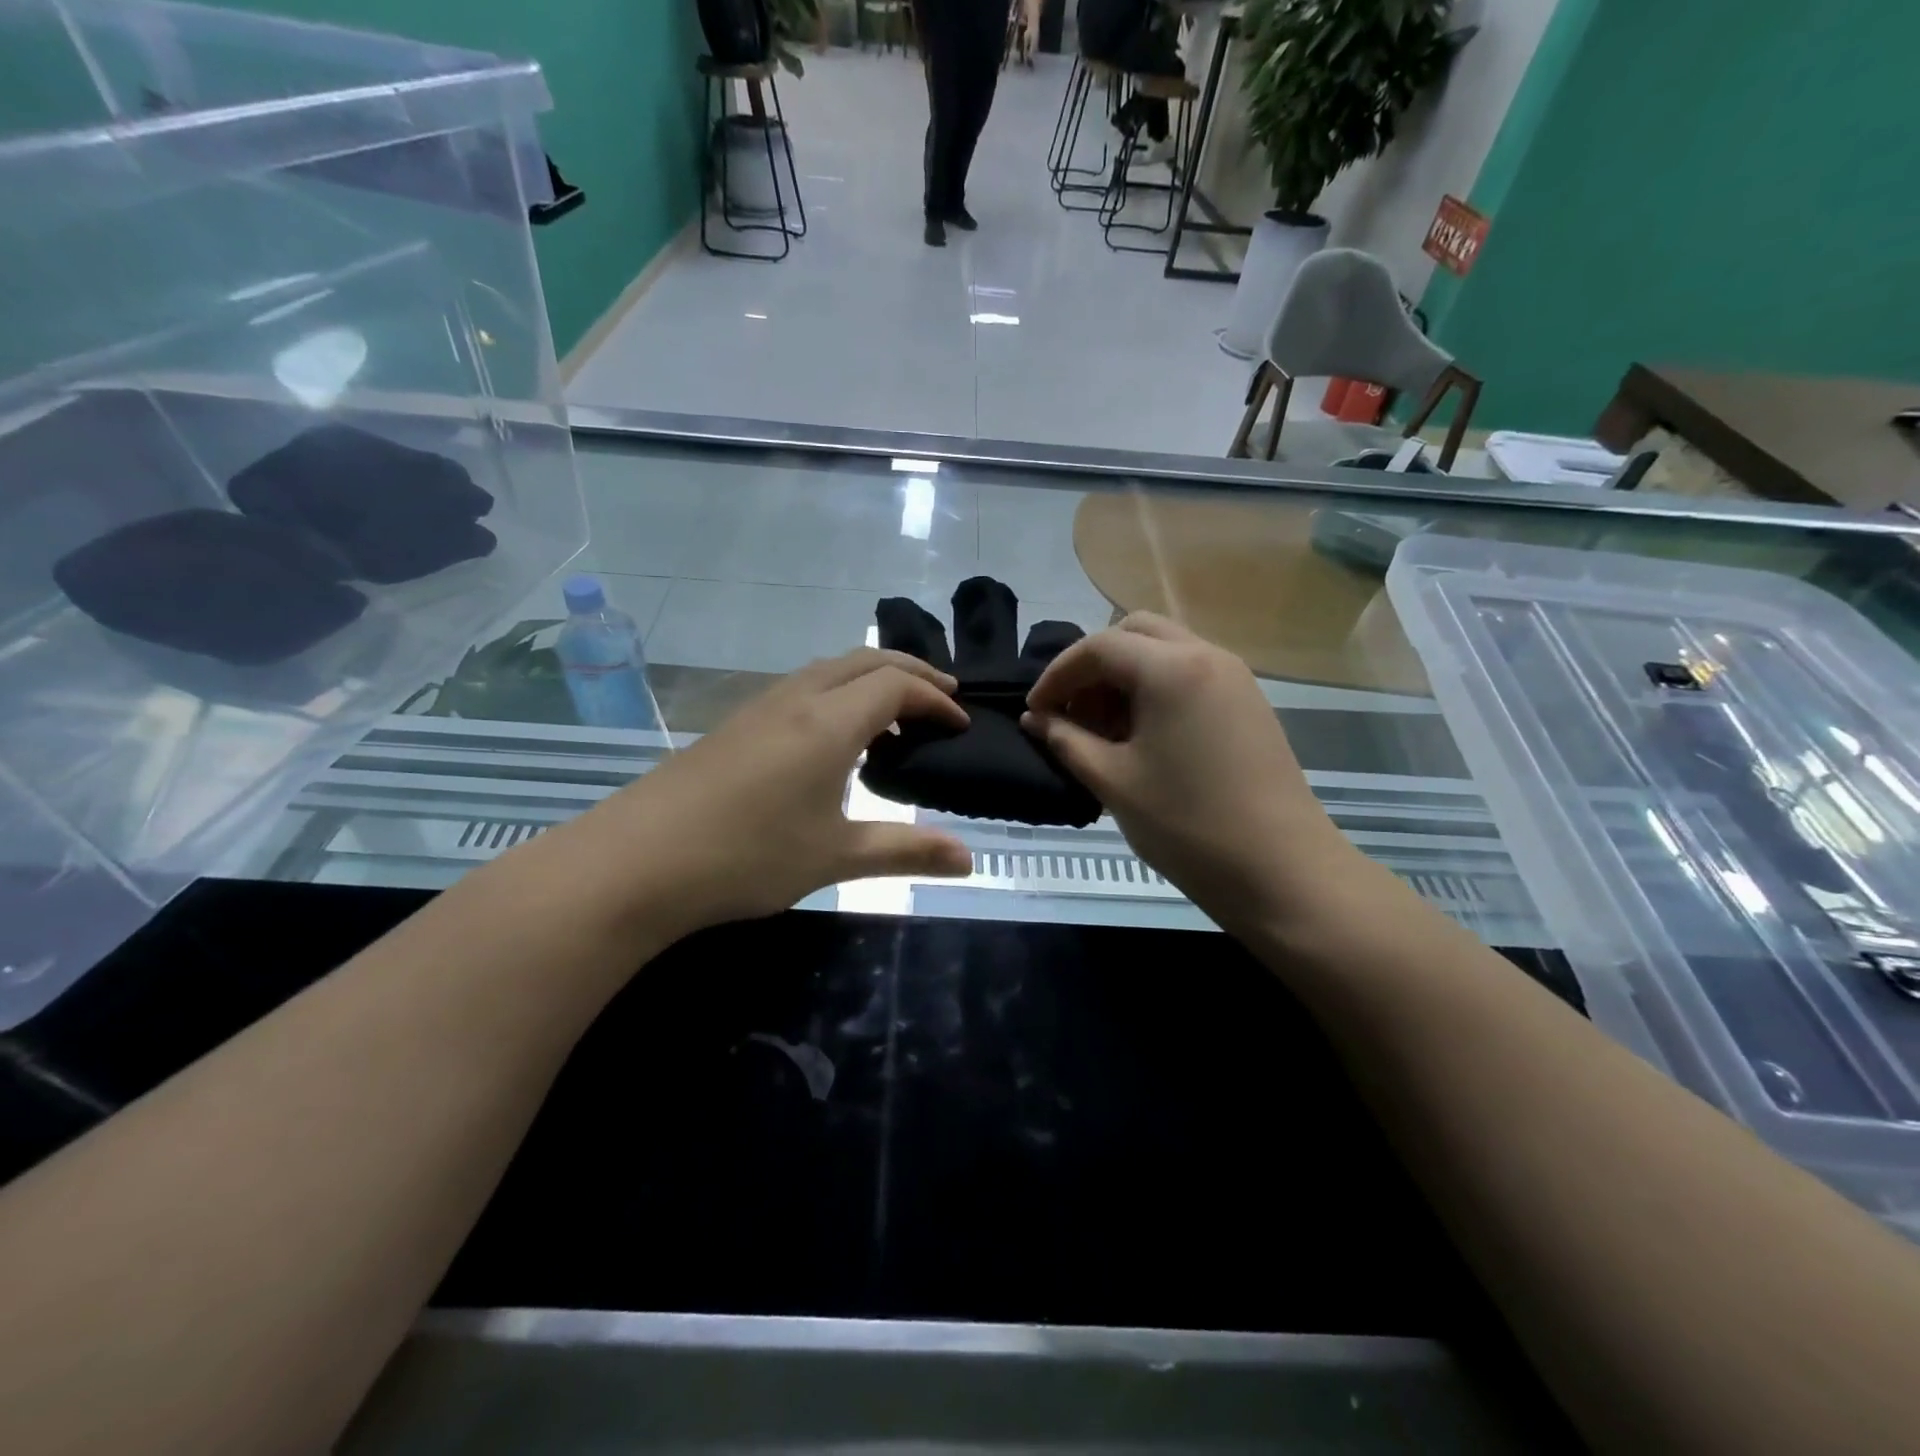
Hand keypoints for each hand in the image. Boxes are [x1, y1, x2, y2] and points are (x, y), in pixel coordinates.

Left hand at [556, 649, 973, 935]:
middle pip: (863, 660)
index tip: (960, 727)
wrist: (636, 862)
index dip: (936, 699)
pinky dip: (836, 693)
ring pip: (827, 669)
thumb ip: (907, 852)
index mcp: (828, 722)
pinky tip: (832, 736)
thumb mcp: (835, 857)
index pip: (897, 684)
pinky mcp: (734, 725)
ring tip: (893, 714)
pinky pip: (800, 688)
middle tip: (943, 697)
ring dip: (869, 678)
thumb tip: (969, 861)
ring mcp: (758, 708)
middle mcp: (796, 699)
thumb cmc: (747, 857)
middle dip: (910, 670)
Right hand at [1022, 614, 1364, 936]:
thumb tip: (1034, 718)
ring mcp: (1235, 677)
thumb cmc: (1187, 826)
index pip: (1098, 647)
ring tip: (1103, 730)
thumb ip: (1065, 740)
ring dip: (1125, 677)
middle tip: (1072, 712)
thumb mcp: (1113, 781)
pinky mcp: (1248, 703)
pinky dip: (1155, 689)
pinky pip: (1190, 674)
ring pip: (1164, 651)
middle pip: (1134, 633)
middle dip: (1093, 666)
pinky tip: (1143, 737)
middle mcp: (1207, 656)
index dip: (1057, 675)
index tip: (1035, 711)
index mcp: (1172, 669)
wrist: (1282, 872)